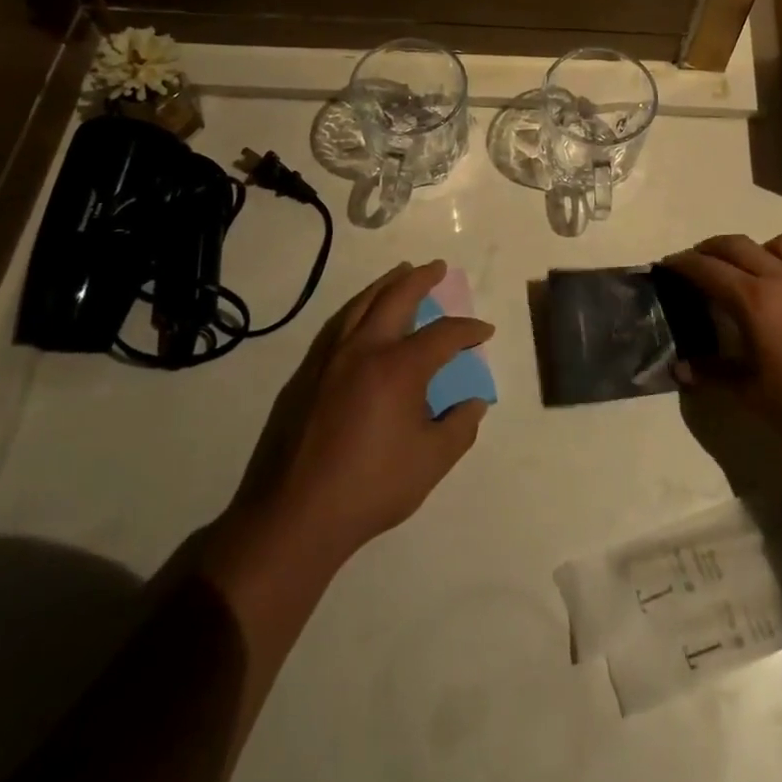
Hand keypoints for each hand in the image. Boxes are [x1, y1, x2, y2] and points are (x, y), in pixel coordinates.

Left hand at [205, 261, 491, 583]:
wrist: (297, 514)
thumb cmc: (371, 487)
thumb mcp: (432, 461)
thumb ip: (460, 427)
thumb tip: (474, 404)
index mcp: (399, 367)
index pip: (443, 334)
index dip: (469, 330)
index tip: (484, 332)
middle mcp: (365, 349)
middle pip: (396, 297)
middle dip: (421, 279)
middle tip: (436, 268)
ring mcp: (331, 358)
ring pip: (361, 304)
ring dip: (386, 285)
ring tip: (401, 274)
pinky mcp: (307, 373)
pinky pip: (339, 324)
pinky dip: (359, 308)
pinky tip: (363, 315)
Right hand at [663, 234, 781, 460]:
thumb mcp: (750, 394)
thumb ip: (712, 373)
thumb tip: (680, 367)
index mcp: (755, 301)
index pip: (708, 269)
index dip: (682, 264)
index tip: (666, 264)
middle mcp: (781, 280)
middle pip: (737, 245)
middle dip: (709, 248)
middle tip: (694, 263)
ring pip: (776, 243)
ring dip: (752, 248)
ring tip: (744, 271)